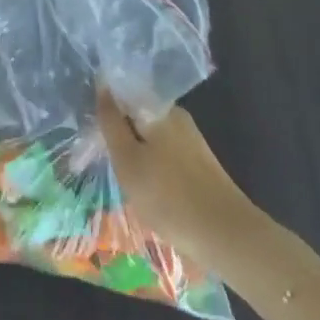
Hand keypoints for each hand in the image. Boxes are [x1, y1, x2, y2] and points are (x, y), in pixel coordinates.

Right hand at [96, 88, 257, 268]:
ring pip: (151, 139)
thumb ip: (111, 121)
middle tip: (107, 162)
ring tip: (126, 182)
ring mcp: (191, 141)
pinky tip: (148, 192)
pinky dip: (153, 169)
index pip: (124, 94)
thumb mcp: (127, 158)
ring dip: (136, 155)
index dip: (106, 111)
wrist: (226, 235)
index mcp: (160, 109)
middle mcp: (177, 118)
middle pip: (138, 117)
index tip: (93, 133)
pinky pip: (165, 156)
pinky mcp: (199, 165)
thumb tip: (102, 83)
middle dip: (121, 135)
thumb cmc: (167, 195)